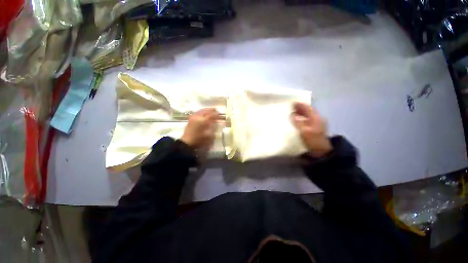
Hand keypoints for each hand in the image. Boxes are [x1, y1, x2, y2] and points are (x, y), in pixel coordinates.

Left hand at [181, 108, 218, 152]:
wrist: (187, 142)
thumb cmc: (199, 140)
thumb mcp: (209, 135)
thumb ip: (213, 127)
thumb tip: (216, 121)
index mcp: (203, 121)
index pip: (212, 115)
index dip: (216, 114)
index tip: (220, 114)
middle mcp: (198, 117)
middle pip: (206, 111)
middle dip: (212, 110)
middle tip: (216, 110)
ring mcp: (193, 117)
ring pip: (201, 110)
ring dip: (206, 110)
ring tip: (211, 111)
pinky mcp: (190, 119)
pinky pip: (197, 113)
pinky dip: (202, 112)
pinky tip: (204, 114)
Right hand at [291, 102, 331, 157]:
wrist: (322, 152)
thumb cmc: (313, 141)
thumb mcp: (305, 132)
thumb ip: (298, 123)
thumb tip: (292, 115)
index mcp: (316, 118)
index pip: (308, 108)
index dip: (300, 105)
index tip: (292, 103)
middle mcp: (317, 119)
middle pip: (308, 111)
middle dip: (300, 108)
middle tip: (290, 107)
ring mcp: (316, 124)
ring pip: (307, 115)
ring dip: (300, 113)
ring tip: (292, 113)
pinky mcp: (314, 129)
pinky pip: (307, 120)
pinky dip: (301, 118)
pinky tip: (296, 121)